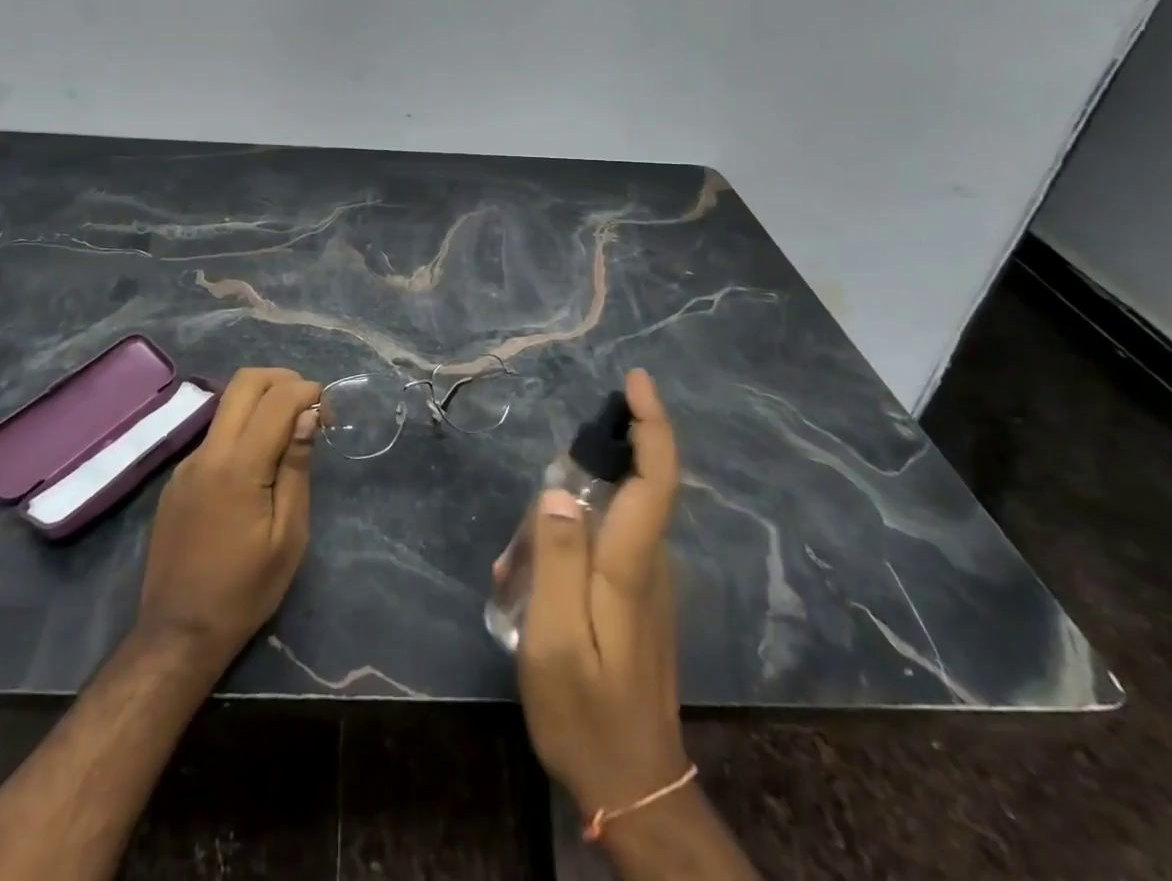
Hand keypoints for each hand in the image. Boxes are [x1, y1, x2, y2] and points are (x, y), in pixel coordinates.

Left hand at [138, 367, 322, 668]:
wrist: (178, 633)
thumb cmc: (245, 590)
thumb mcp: (288, 535)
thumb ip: (295, 467)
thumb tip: (307, 416)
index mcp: (237, 466)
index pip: (276, 399)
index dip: (307, 392)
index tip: (329, 412)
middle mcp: (207, 452)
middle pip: (244, 382)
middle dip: (283, 380)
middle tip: (310, 406)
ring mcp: (187, 463)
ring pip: (227, 404)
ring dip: (263, 401)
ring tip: (290, 432)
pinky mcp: (178, 478)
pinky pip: (216, 434)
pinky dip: (244, 427)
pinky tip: (260, 462)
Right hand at [517, 370, 687, 819]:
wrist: (635, 789)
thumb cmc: (585, 714)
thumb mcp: (552, 640)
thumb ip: (556, 560)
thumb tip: (558, 491)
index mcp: (632, 566)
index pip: (656, 479)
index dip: (651, 424)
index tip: (636, 380)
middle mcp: (651, 566)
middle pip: (627, 492)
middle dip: (572, 491)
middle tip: (520, 553)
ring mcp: (648, 586)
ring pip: (605, 523)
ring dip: (556, 535)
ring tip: (514, 584)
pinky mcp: (639, 602)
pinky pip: (602, 550)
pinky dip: (563, 555)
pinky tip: (529, 592)